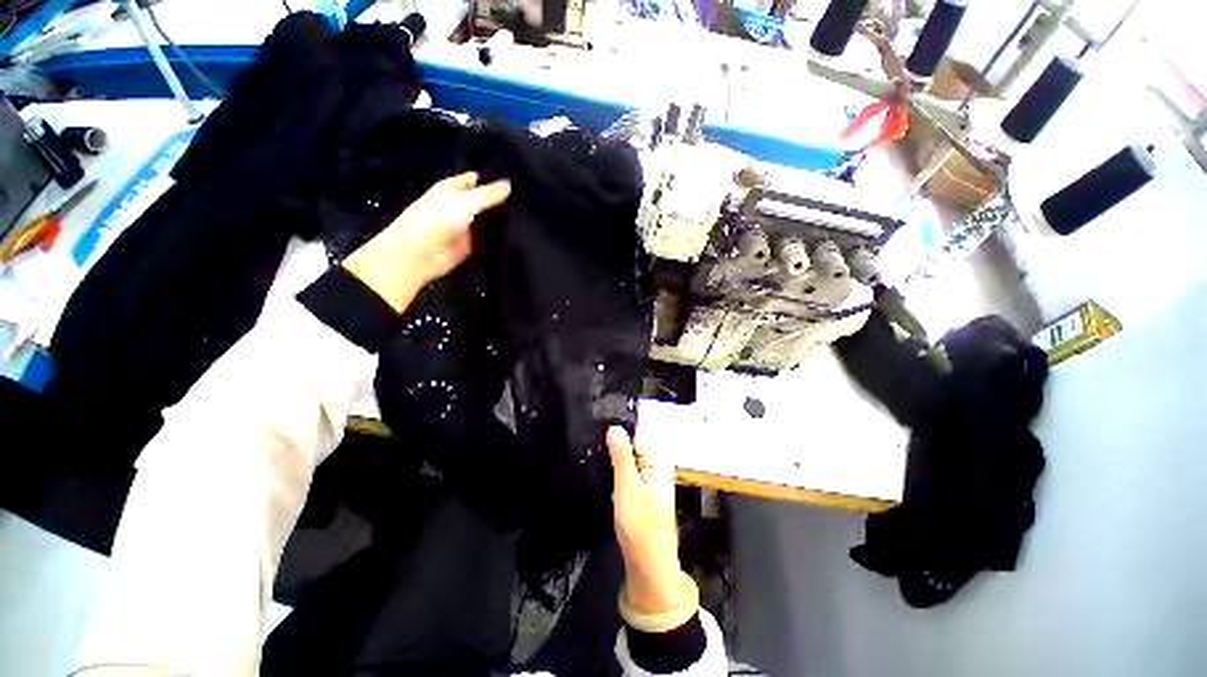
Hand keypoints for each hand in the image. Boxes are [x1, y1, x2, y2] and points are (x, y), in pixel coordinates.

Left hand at [342, 172, 510, 311]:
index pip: (478, 179)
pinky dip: (499, 236)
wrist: (420, 254)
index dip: (495, 179)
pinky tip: (517, 234)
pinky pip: (489, 236)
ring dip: (502, 219)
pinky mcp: (473, 243)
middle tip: (526, 199)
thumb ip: (488, 195)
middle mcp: (461, 204)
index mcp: (454, 188)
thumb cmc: (436, 220)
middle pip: (486, 199)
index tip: (518, 179)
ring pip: (489, 218)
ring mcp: (467, 224)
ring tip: (526, 215)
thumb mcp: (464, 202)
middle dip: (502, 200)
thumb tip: (509, 184)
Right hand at [606, 426, 690, 616]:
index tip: (600, 417)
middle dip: (615, 438)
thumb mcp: (627, 486)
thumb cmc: (640, 525)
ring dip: (614, 452)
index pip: (639, 431)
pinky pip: (628, 469)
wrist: (649, 565)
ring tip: (594, 445)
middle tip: (592, 433)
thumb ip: (622, 455)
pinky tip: (602, 465)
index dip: (620, 424)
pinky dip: (616, 466)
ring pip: (629, 457)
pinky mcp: (641, 491)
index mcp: (657, 460)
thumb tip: (614, 426)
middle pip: (634, 442)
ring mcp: (649, 479)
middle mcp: (656, 466)